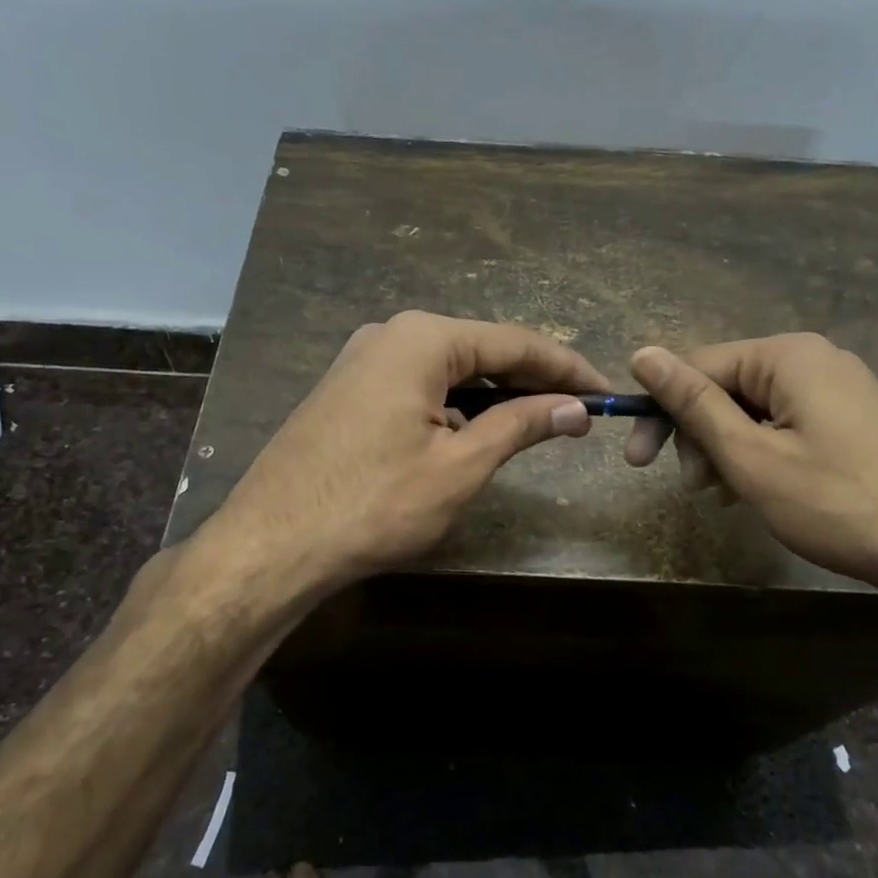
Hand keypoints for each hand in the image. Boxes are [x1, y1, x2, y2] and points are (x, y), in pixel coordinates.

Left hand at [206, 311, 607, 594]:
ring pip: (449, 370)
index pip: (515, 343)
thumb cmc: (375, 503)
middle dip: (531, 380)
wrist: (271, 543)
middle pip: (481, 350)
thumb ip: (521, 425)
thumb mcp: (461, 465)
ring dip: (493, 395)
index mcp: (423, 339)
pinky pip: (418, 386)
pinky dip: (455, 405)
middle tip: (577, 410)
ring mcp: (362, 360)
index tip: (606, 392)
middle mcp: (391, 334)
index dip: (566, 368)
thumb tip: (575, 407)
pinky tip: (473, 432)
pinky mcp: (348, 390)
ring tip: (537, 422)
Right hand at [623, 334, 877, 589]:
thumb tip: (642, 354)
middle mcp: (814, 358)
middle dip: (698, 434)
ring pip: (755, 408)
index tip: (637, 460)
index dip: (660, 411)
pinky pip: (788, 422)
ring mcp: (840, 387)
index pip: (696, 365)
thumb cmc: (837, 502)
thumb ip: (694, 403)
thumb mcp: (751, 456)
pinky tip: (759, 489)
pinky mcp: (856, 417)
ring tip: (725, 495)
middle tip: (693, 487)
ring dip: (727, 448)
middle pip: (727, 385)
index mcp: (786, 356)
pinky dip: (762, 452)